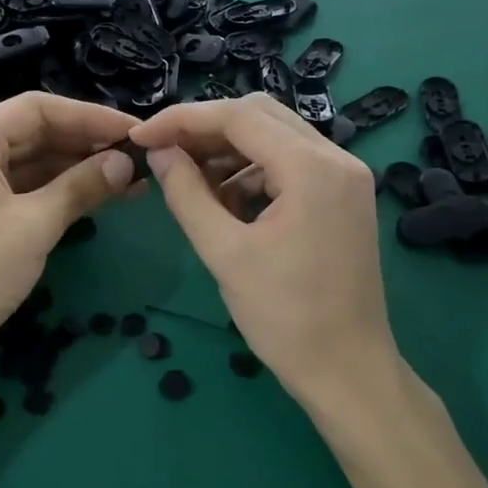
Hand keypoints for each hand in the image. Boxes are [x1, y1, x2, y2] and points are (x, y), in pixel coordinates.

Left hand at [0, 92, 138, 367]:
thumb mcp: (36, 225)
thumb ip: (82, 185)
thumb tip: (127, 162)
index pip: (37, 108)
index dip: (89, 116)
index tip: (134, 131)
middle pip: (35, 131)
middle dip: (87, 143)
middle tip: (139, 156)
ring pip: (33, 159)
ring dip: (78, 167)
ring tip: (130, 179)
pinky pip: (25, 185)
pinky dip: (59, 189)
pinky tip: (99, 195)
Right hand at [129, 94, 397, 406]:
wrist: (348, 372)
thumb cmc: (285, 317)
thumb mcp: (224, 253)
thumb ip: (186, 194)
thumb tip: (159, 153)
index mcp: (312, 168)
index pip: (238, 116)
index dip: (182, 120)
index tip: (140, 138)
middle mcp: (337, 158)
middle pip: (260, 115)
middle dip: (205, 130)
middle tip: (164, 155)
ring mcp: (346, 177)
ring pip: (275, 137)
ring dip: (228, 152)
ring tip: (191, 184)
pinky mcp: (343, 197)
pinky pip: (290, 164)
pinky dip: (253, 172)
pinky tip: (226, 202)